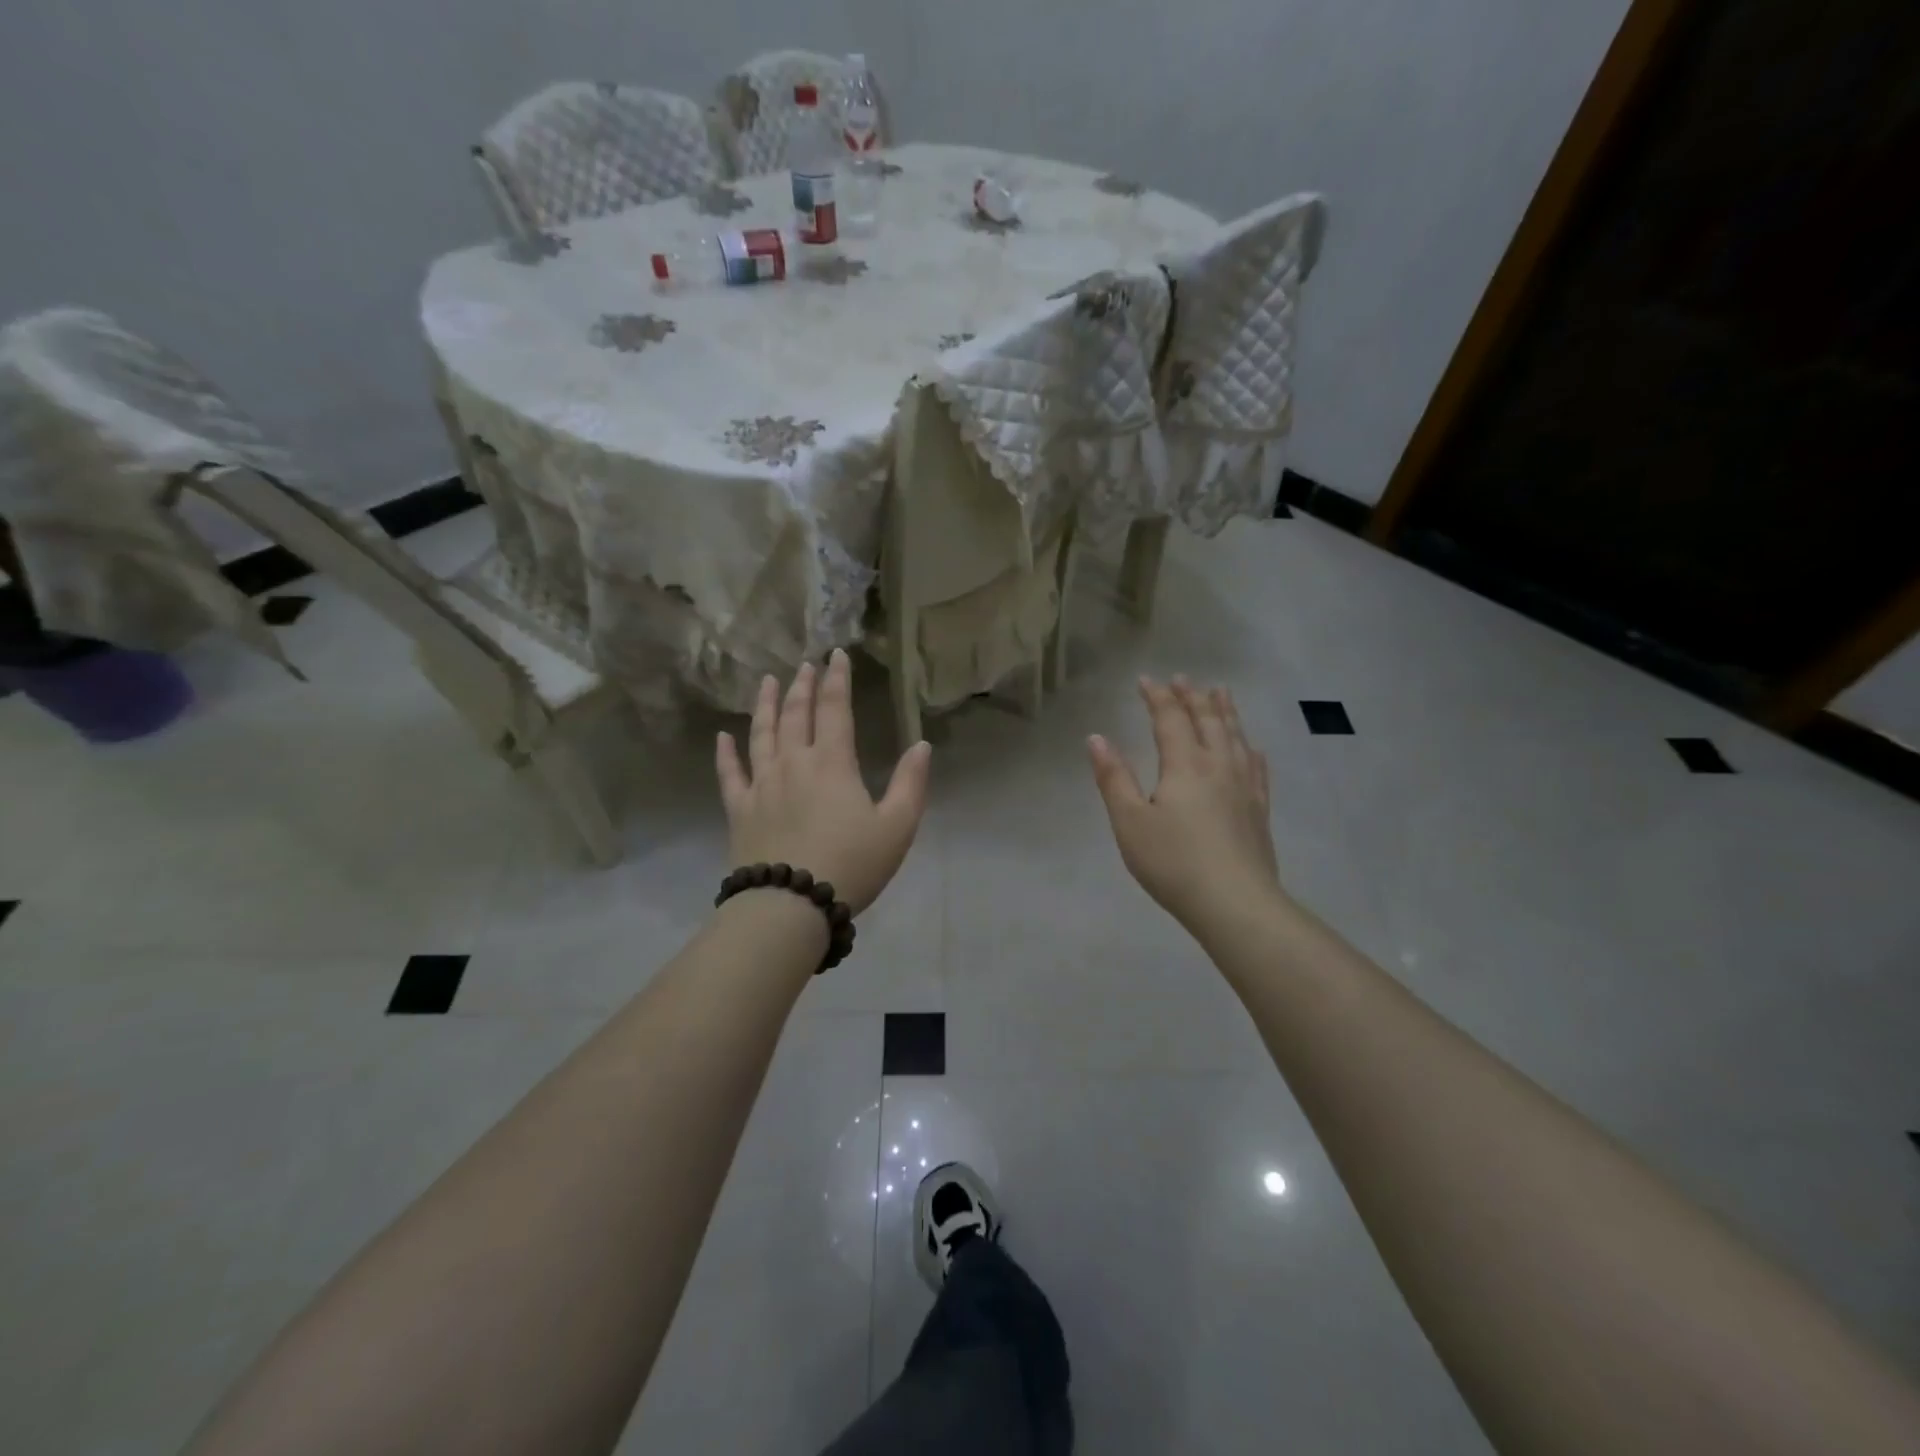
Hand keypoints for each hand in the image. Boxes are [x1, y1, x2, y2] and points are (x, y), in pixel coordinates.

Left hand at [716, 649, 931, 914]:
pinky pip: (729, 774)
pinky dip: (726, 753)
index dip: (837, 679)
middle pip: (795, 714)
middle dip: (802, 686)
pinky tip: (723, 735)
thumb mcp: (897, 827)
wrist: (791, 905)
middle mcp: (793, 763)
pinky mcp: (739, 809)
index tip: (836, 655)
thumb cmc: (851, 864)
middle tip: (804, 664)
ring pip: (761, 734)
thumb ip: (911, 783)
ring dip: (765, 705)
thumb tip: (922, 745)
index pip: (835, 709)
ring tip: (767, 681)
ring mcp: (761, 785)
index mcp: (832, 763)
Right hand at [1089, 676, 1281, 931]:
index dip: (1157, 697)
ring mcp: (1244, 786)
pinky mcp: (1259, 808)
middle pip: (1207, 720)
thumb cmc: (1173, 862)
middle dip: (1192, 696)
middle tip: (1182, 678)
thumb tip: (1097, 738)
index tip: (1145, 680)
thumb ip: (1114, 778)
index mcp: (1185, 764)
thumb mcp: (1130, 822)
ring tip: (1220, 692)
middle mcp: (1218, 765)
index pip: (1170, 719)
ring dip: (1224, 711)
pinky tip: (1251, 747)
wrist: (1235, 902)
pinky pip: (1256, 765)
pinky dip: (1249, 747)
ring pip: (1235, 736)